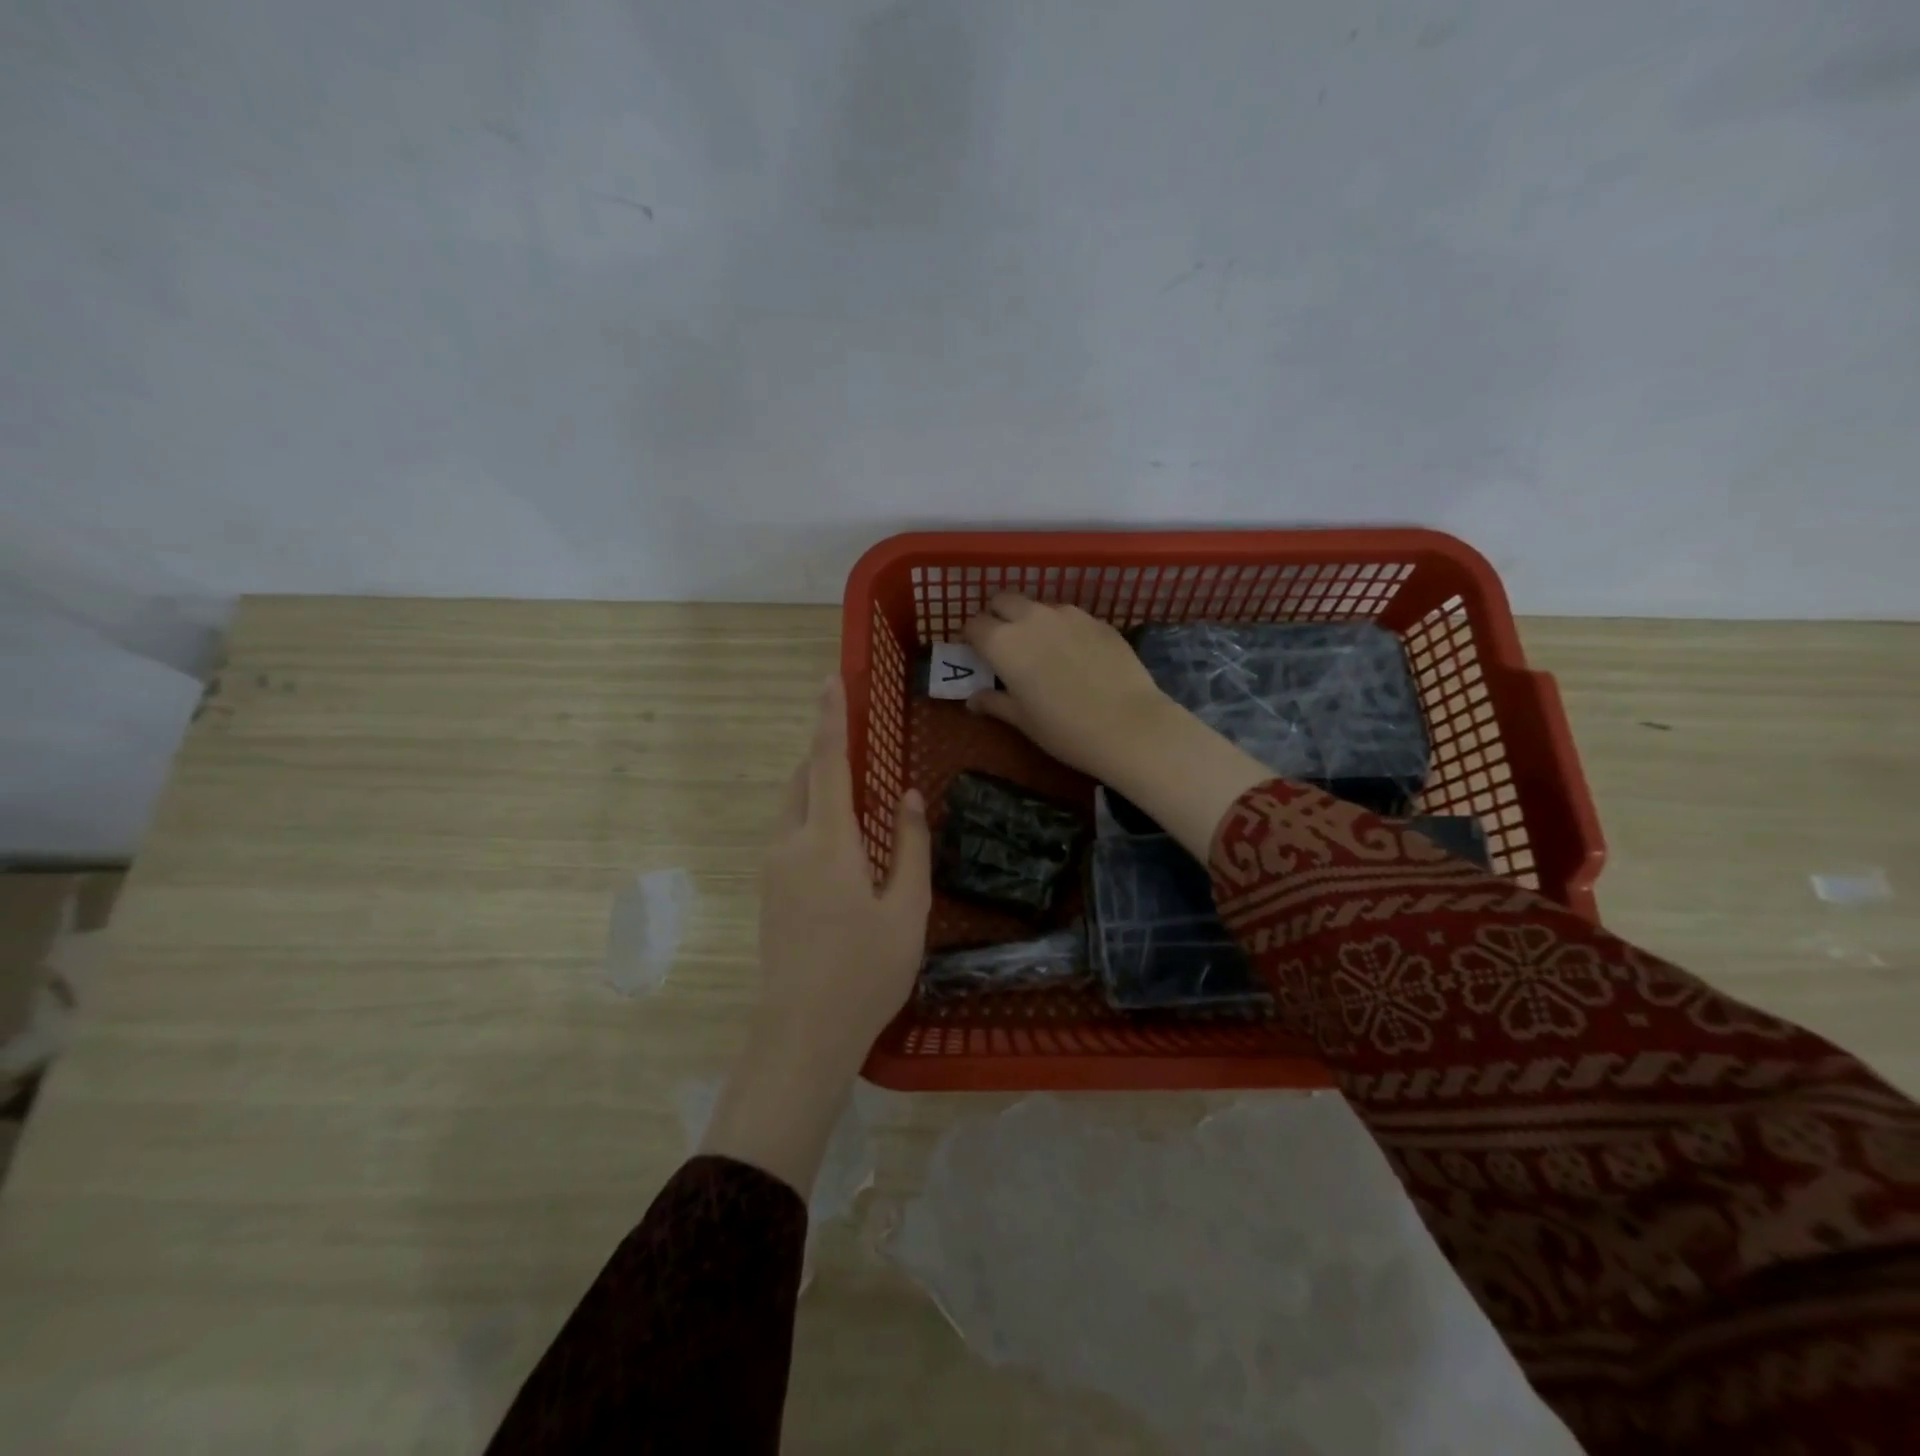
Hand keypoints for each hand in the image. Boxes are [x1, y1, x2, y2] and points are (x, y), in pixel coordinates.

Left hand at [703, 676, 929, 1194]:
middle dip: (827, 752)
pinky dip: (814, 816)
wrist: (801, 1034)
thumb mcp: (907, 909)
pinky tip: (844, 844)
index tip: (830, 678)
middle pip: (804, 779)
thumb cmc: (865, 972)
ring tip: (859, 796)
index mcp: (826, 842)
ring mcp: (773, 869)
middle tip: (861, 745)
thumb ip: (909, 846)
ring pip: (794, 806)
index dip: (830, 717)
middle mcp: (790, 844)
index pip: (827, 762)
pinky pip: (791, 833)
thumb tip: (906, 796)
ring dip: (821, 787)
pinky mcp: (769, 891)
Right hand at [962, 594, 1273, 862]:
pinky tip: (1075, 656)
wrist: (1129, 726)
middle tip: (1004, 645)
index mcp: (1003, 643)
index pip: (974, 624)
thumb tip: (973, 699)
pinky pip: (1069, 616)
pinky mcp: (1097, 620)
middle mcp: (1031, 618)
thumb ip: (995, 703)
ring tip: (1042, 650)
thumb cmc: (1064, 730)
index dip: (972, 638)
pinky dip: (1062, 628)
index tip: (978, 655)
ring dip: (1031, 620)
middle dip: (998, 616)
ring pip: (1038, 606)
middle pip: (1003, 600)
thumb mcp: (1023, 721)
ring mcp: (1068, 615)